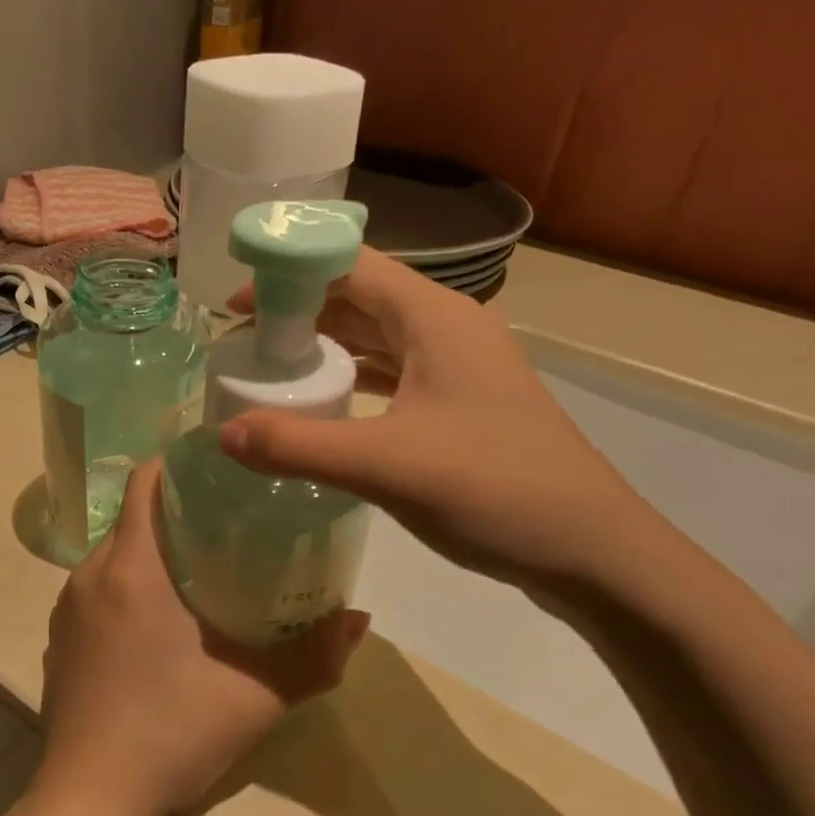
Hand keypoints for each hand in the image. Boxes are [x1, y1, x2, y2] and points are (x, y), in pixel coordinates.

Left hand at [37, 462, 368, 815]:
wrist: (87, 801)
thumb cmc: (169, 734)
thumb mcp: (254, 697)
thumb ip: (314, 656)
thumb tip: (359, 619)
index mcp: (132, 568)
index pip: (146, 481)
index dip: (178, 464)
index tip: (220, 469)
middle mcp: (91, 574)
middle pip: (133, 517)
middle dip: (175, 510)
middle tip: (227, 523)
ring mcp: (67, 607)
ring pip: (114, 554)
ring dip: (151, 551)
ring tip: (200, 569)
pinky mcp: (58, 638)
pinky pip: (96, 589)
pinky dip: (127, 585)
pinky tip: (158, 623)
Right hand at [220, 247, 659, 597]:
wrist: (593, 552)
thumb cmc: (493, 488)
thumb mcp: (385, 465)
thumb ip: (298, 445)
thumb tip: (221, 433)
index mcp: (434, 316)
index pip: (349, 264)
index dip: (288, 272)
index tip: (237, 303)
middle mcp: (447, 328)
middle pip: (359, 297)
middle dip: (299, 311)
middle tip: (242, 341)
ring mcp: (459, 367)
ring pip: (377, 336)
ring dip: (326, 345)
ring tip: (270, 367)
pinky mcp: (462, 403)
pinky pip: (394, 372)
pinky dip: (353, 378)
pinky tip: (323, 403)